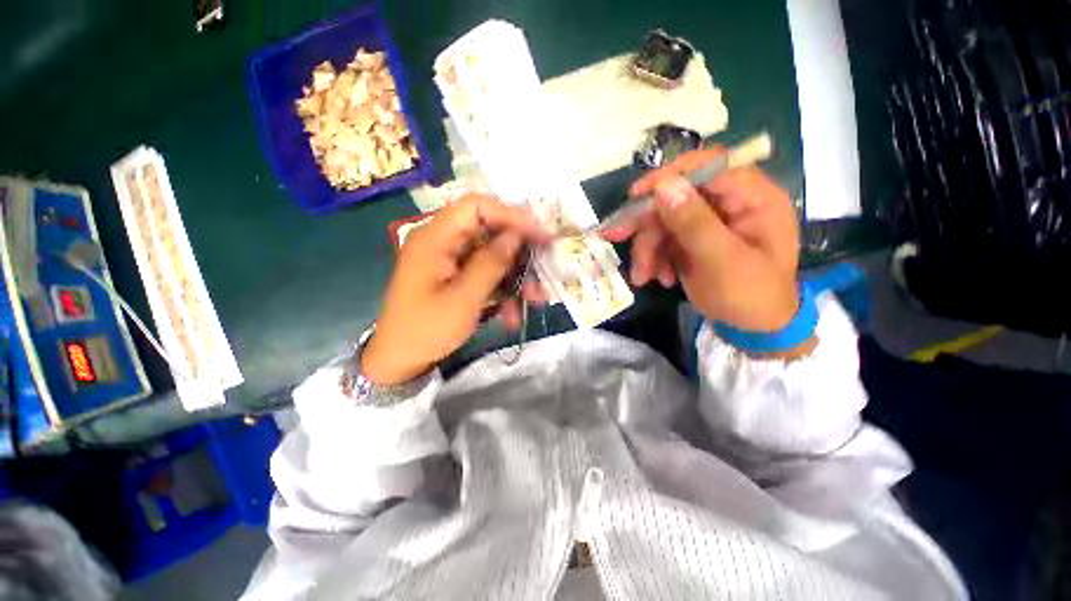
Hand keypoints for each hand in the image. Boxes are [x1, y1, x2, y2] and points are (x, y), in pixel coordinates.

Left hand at [362, 194, 549, 384]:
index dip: (511, 215)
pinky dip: (503, 290)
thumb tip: (516, 235)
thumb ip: (491, 263)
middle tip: (545, 268)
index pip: (476, 207)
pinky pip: (486, 274)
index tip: (539, 235)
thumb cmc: (426, 330)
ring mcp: (450, 260)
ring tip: (536, 299)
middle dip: (519, 252)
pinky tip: (513, 314)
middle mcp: (443, 242)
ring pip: (493, 255)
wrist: (399, 360)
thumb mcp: (463, 299)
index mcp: (435, 238)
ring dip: (516, 276)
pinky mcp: (456, 277)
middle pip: (489, 231)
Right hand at [604, 149, 800, 332]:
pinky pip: (664, 239)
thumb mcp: (722, 261)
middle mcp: (730, 203)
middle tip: (616, 235)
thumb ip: (694, 223)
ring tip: (642, 276)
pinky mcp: (694, 239)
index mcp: (753, 198)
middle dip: (647, 223)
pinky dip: (654, 258)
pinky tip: (658, 278)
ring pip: (665, 221)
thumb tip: (664, 185)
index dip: (670, 176)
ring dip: (647, 249)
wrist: (752, 328)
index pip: (709, 167)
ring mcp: (709, 222)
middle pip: (678, 196)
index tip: (636, 195)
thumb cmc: (750, 296)